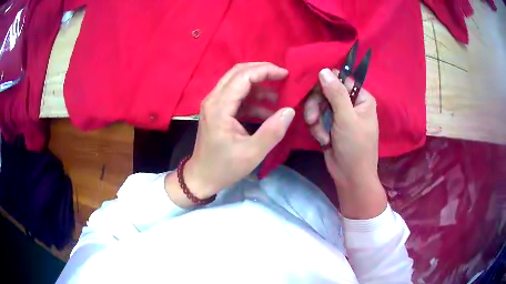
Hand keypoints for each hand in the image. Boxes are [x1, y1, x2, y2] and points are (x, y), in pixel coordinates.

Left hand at [166, 62, 294, 206]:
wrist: (201, 177)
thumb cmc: (224, 168)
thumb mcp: (252, 153)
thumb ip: (272, 131)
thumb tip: (289, 110)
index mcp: (219, 106)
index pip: (243, 76)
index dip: (266, 70)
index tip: (286, 75)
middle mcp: (214, 99)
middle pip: (238, 72)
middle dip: (262, 71)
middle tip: (283, 78)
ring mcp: (214, 103)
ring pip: (238, 82)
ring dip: (259, 85)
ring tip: (280, 96)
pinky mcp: (218, 110)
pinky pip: (237, 96)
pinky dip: (254, 99)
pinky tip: (269, 110)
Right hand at [304, 68, 385, 218]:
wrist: (350, 176)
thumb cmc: (355, 146)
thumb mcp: (346, 118)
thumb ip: (335, 93)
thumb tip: (324, 70)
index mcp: (361, 98)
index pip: (341, 79)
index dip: (326, 82)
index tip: (314, 89)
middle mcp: (351, 103)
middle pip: (326, 91)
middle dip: (317, 105)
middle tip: (312, 118)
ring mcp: (339, 114)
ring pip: (319, 105)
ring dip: (316, 119)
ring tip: (320, 135)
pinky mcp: (330, 125)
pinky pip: (317, 117)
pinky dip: (317, 128)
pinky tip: (323, 140)